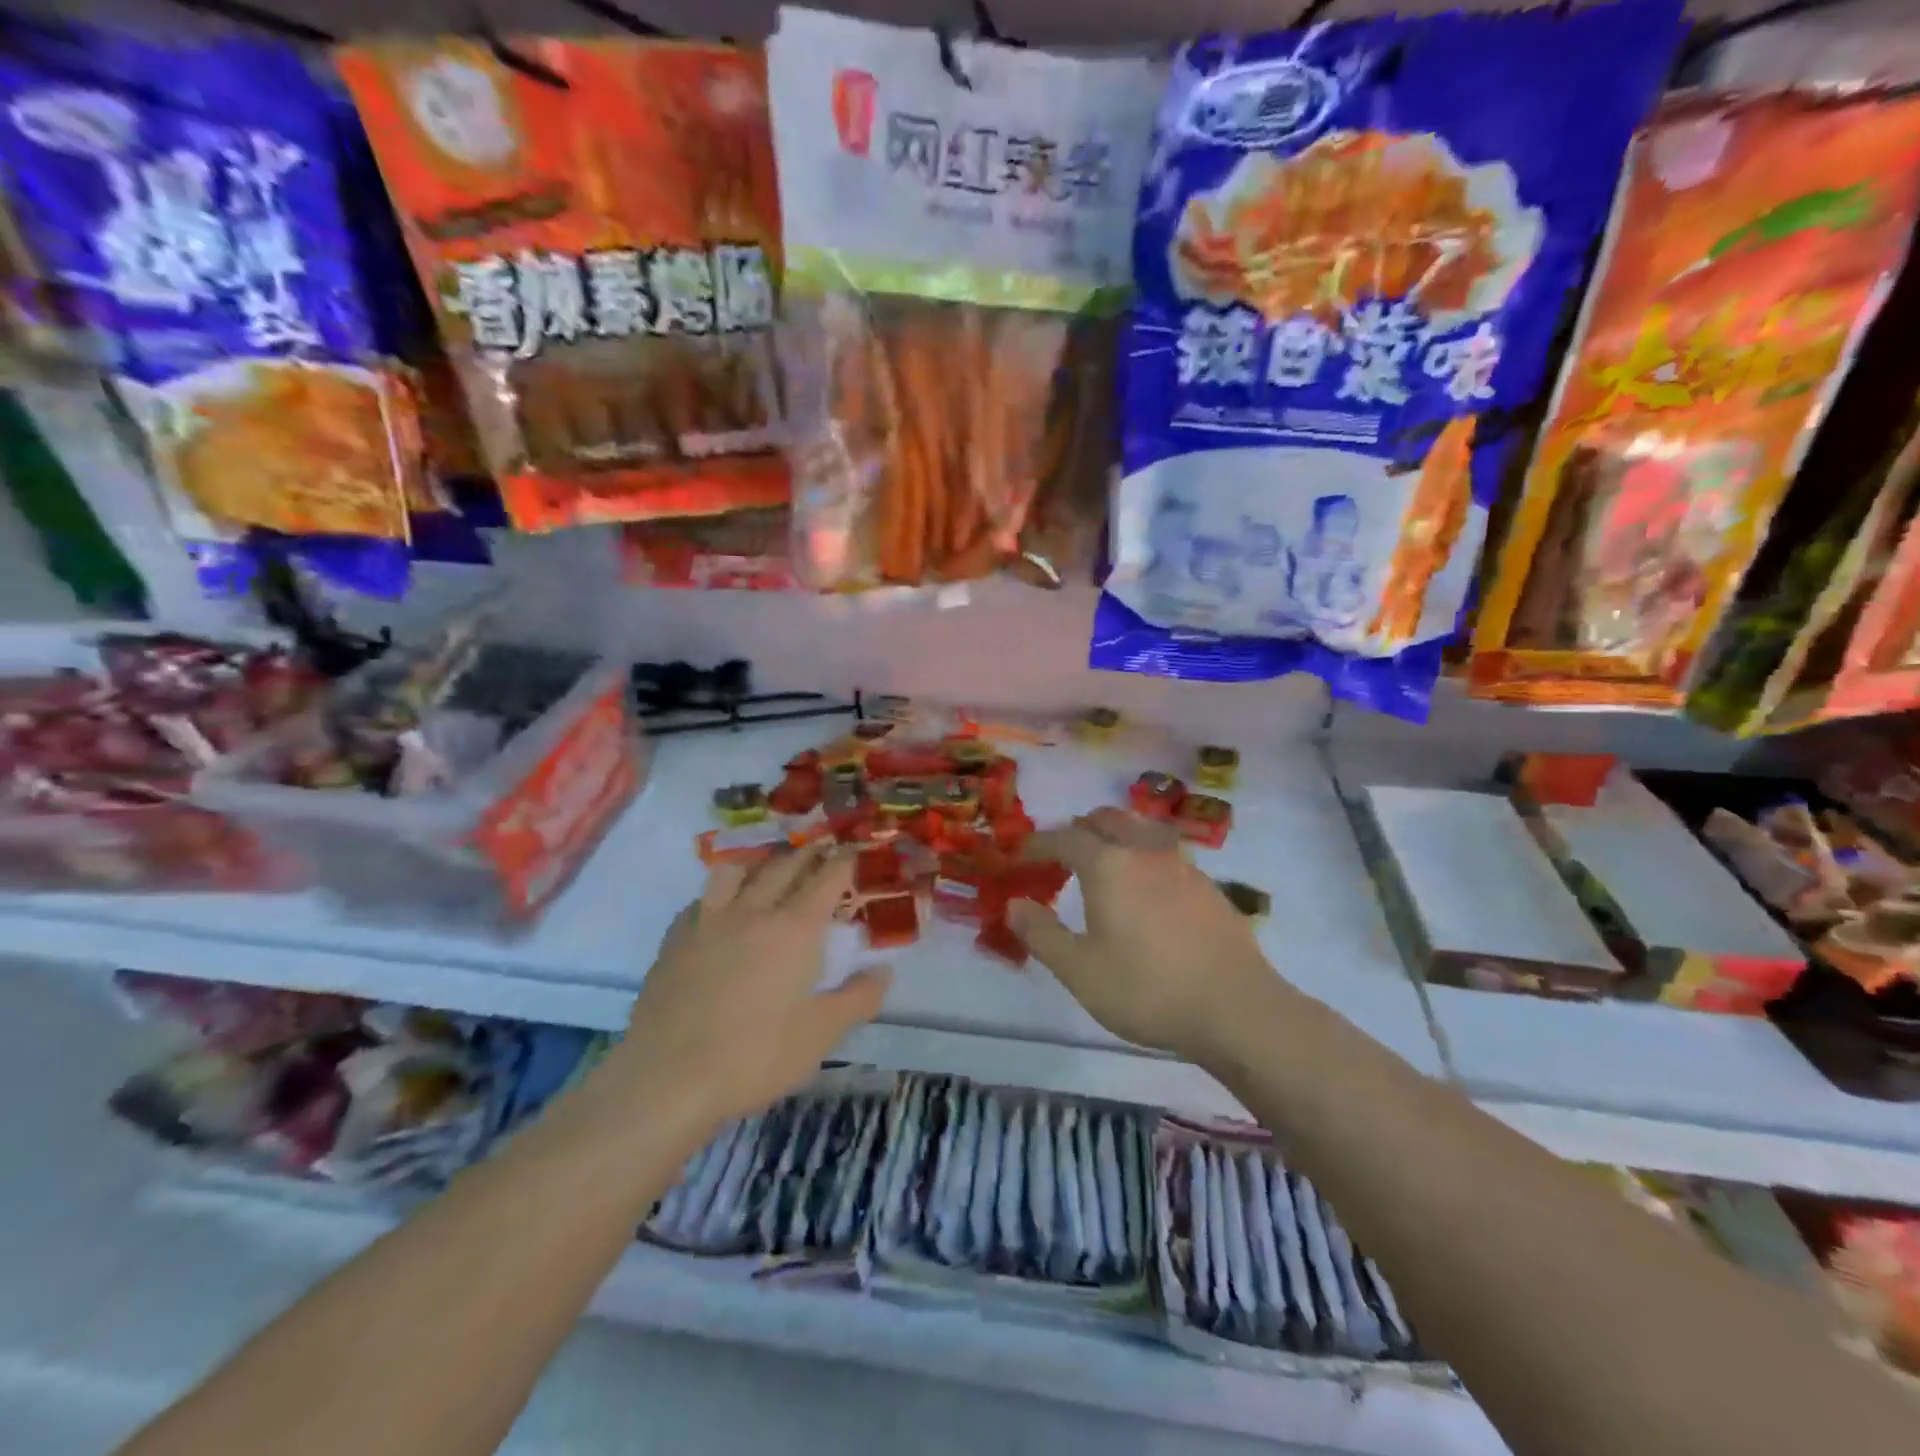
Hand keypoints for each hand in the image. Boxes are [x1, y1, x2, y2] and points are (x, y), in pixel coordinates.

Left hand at [622, 843, 889, 1125]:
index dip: (843, 861)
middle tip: (821, 852)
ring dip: (761, 864)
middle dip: (808, 855)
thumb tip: (884, 971)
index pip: (826, 879)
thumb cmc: (755, 1056)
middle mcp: (753, 911)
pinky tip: (721, 910)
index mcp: (794, 929)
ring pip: (736, 871)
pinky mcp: (675, 939)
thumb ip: (858, 998)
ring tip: (770, 870)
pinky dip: (720, 894)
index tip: (852, 851)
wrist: (668, 1079)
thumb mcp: (820, 1035)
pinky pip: (702, 899)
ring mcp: (709, 921)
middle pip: (784, 866)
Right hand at [1008, 808, 1282, 1062]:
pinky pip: (1167, 852)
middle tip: (1063, 852)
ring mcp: (1183, 865)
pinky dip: (1145, 854)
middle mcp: (1145, 852)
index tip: (1020, 854)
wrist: (1236, 1008)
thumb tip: (1014, 904)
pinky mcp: (1209, 886)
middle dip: (1080, 828)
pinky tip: (1148, 887)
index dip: (1038, 843)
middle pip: (1108, 819)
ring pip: (1142, 829)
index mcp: (1108, 865)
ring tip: (1105, 859)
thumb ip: (1041, 934)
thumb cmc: (1147, 988)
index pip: (1064, 838)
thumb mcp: (1079, 970)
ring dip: (1117, 833)